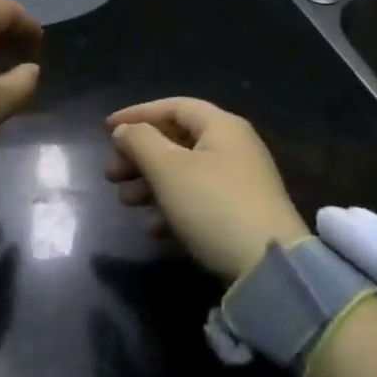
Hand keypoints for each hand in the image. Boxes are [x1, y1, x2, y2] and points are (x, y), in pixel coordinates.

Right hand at [105, 98, 309, 282]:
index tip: (106, 128)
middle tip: (111, 174)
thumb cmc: (213, 205)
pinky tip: (152, 227)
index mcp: (221, 126)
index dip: (138, 114)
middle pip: (177, 140)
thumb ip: (140, 142)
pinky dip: (172, 206)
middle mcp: (233, 147)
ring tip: (124, 200)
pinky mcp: (241, 214)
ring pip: (185, 171)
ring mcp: (240, 182)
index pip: (173, 106)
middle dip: (140, 156)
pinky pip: (198, 199)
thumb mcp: (169, 169)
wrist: (270, 270)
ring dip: (151, 183)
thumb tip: (125, 130)